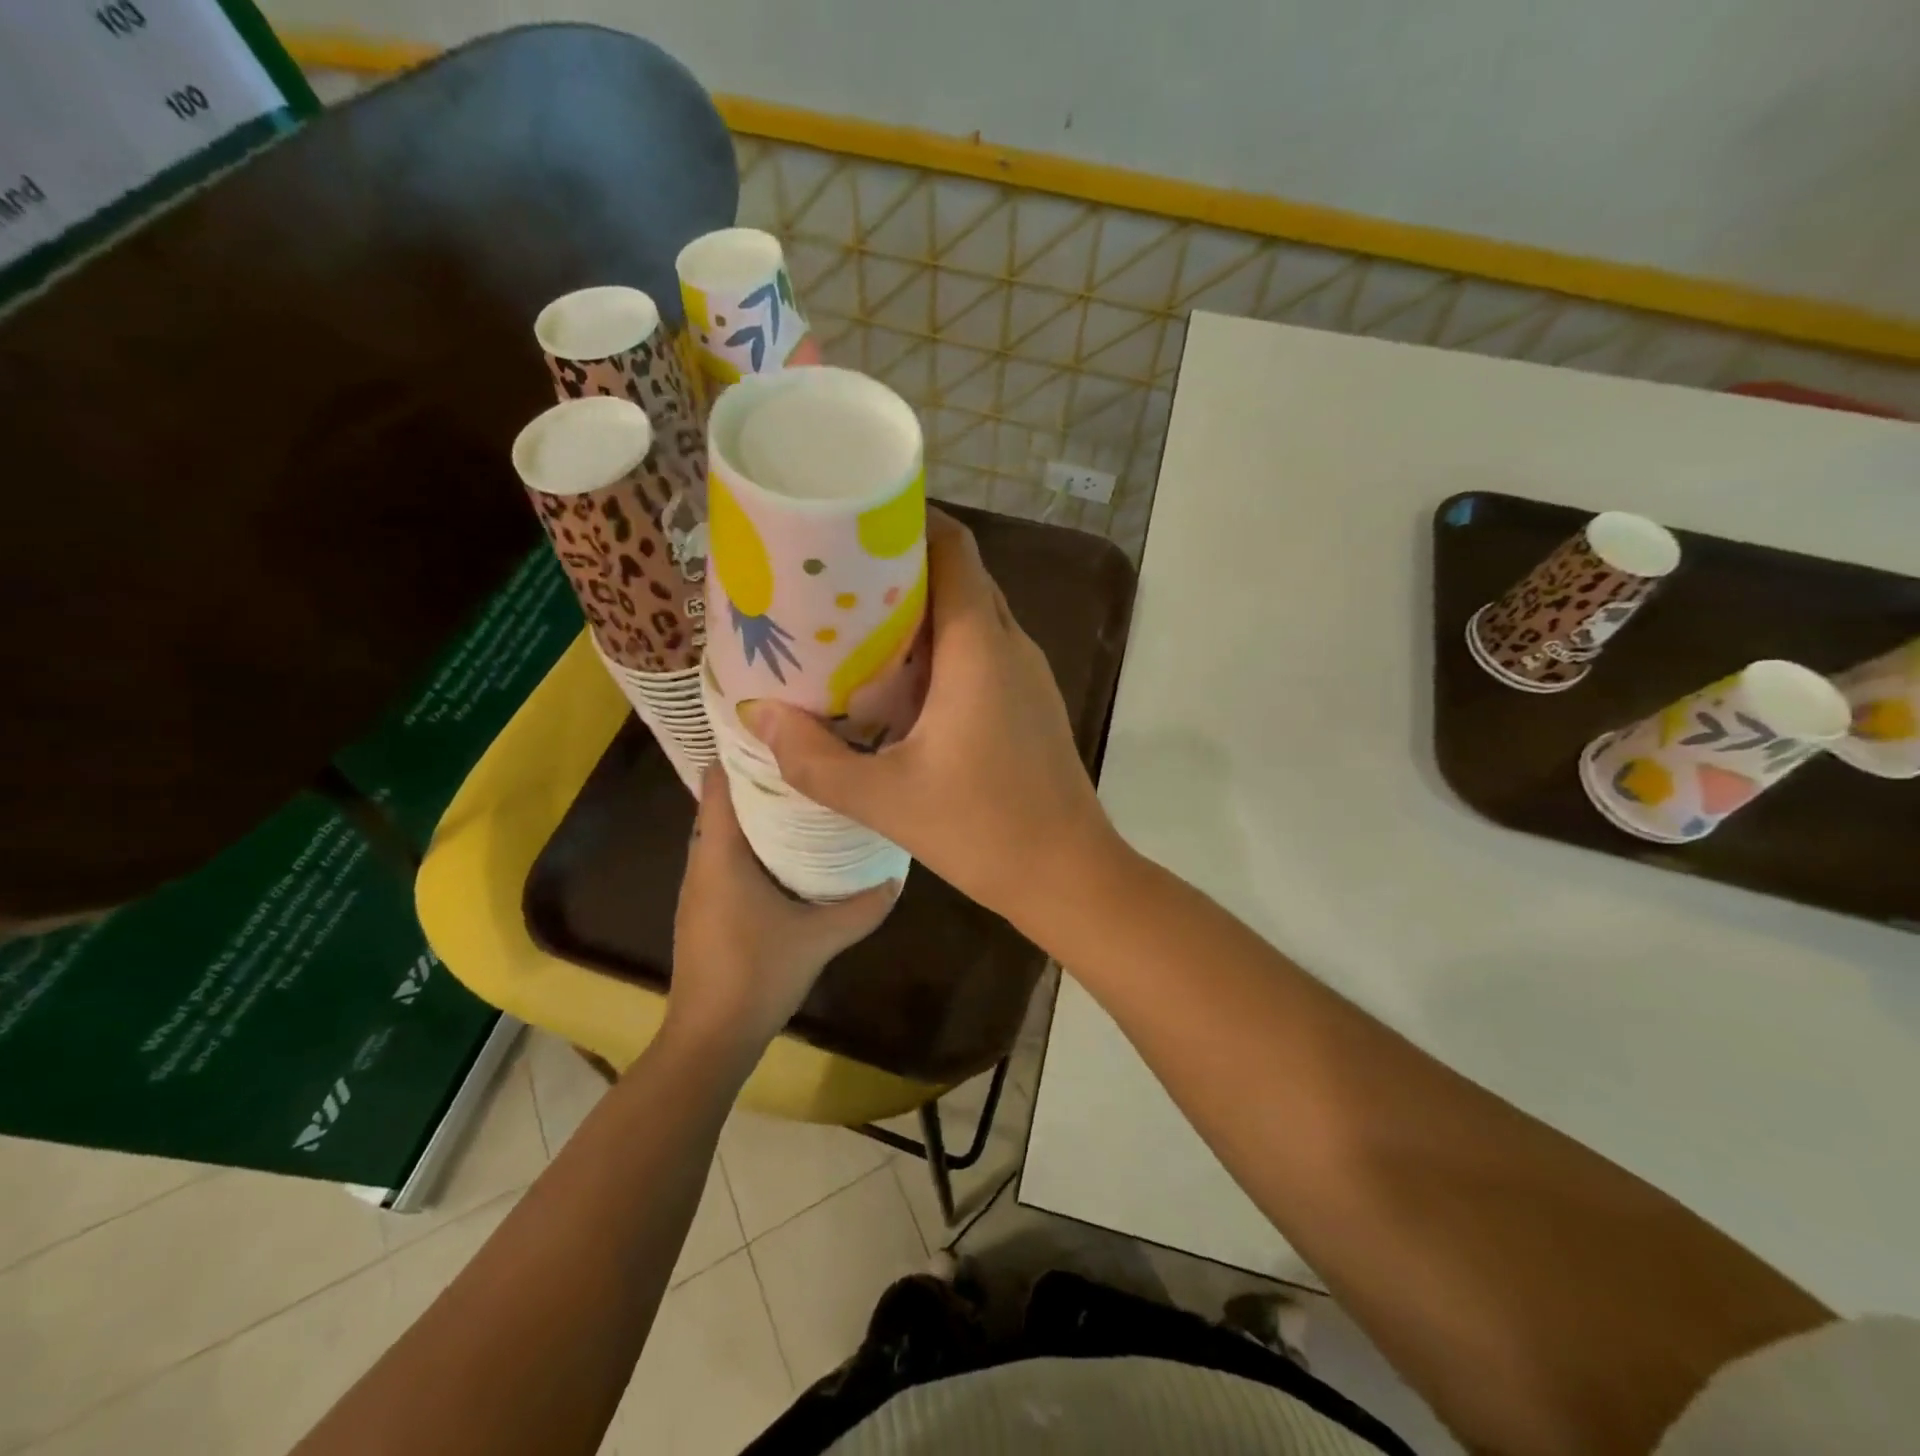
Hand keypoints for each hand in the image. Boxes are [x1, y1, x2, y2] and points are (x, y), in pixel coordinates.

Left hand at [669, 763, 898, 1049]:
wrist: (710, 1037)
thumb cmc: (758, 975)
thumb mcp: (820, 937)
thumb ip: (863, 905)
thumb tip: (898, 875)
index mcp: (720, 854)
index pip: (720, 782)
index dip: (744, 751)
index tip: (782, 730)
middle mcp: (702, 861)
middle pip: (725, 801)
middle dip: (762, 777)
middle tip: (809, 757)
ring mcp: (700, 886)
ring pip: (726, 830)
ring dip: (758, 811)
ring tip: (806, 793)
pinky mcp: (706, 907)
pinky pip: (727, 856)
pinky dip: (753, 841)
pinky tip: (790, 849)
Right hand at [738, 512, 1117, 924]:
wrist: (1069, 874)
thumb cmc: (984, 829)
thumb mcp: (886, 798)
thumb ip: (814, 759)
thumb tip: (759, 715)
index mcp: (980, 646)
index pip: (954, 547)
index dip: (909, 521)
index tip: (855, 522)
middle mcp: (1011, 644)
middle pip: (960, 574)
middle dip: (902, 564)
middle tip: (837, 575)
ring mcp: (1027, 674)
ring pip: (974, 613)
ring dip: (923, 607)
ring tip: (857, 621)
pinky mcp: (1030, 702)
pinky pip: (984, 649)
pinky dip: (943, 644)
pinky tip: (901, 678)